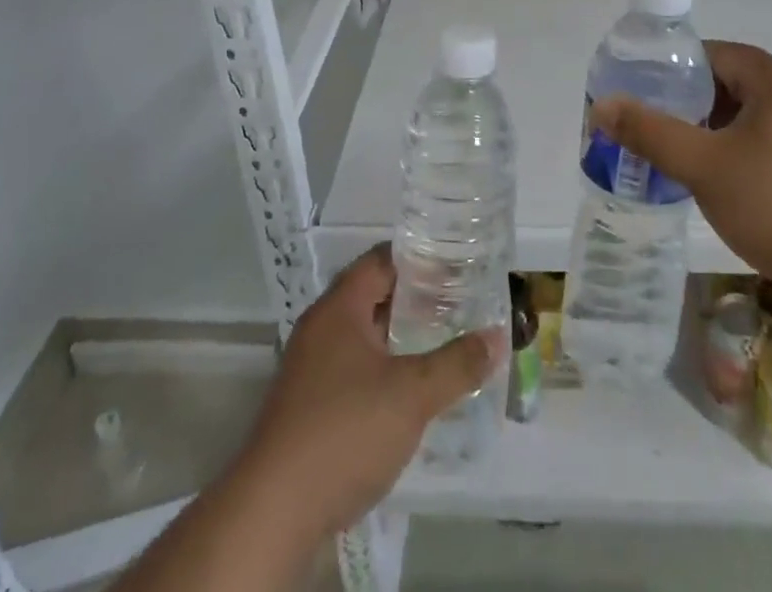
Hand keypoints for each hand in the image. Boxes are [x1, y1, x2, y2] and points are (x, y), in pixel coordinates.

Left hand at [236, 244, 502, 539]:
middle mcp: (321, 329)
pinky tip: (412, 388)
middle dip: (415, 298)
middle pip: (373, 296)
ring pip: (364, 335)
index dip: (419, 257)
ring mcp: (311, 369)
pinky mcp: (309, 406)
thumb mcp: (412, 395)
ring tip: (444, 340)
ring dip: (400, 336)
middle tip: (459, 301)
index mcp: (339, 308)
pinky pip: (354, 368)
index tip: (457, 262)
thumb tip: (497, 338)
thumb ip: (457, 364)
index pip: (382, 260)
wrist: (274, 513)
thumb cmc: (345, 431)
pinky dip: (384, 367)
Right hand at [589, 40, 771, 306]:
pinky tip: (720, 183)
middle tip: (652, 127)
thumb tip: (603, 105)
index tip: (641, 91)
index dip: (672, 68)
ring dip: (712, 130)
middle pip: (731, 83)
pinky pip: (770, 141)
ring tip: (677, 156)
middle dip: (688, 103)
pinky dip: (738, 151)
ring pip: (749, 116)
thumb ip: (651, 132)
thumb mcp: (704, 166)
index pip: (713, 53)